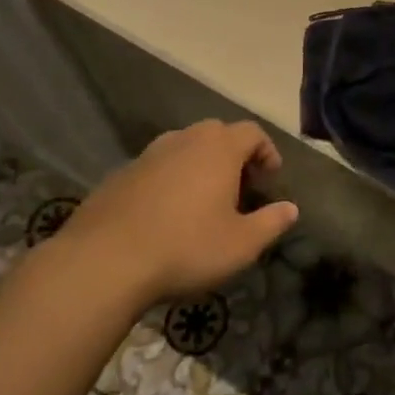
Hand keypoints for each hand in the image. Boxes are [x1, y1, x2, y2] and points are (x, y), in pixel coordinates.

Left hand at [57, 120, 298, 309]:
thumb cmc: (185, 248)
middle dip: (233, 155)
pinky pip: (156, 167)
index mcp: (218, 149)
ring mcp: (147, 155)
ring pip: (183, 147)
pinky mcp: (120, 175)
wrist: (103, 262)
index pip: (252, 132)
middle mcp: (184, 140)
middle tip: (239, 188)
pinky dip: (169, 180)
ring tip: (202, 200)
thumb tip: (291, 209)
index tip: (270, 178)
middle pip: (217, 133)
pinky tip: (165, 214)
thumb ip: (271, 223)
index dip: (266, 151)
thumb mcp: (241, 245)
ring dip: (199, 165)